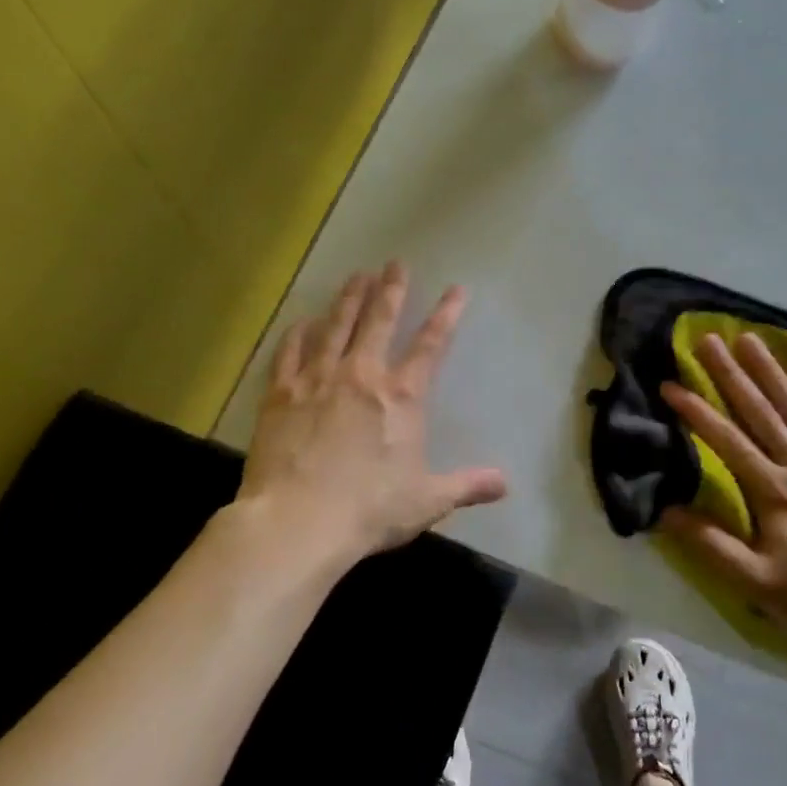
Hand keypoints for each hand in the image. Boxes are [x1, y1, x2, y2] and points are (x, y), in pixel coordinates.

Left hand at [238, 262, 507, 564]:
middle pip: (379, 320)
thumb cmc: (368, 510)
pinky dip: (298, 333)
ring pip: (336, 326)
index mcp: (400, 397)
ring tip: (356, 275)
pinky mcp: (281, 394)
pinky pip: (290, 352)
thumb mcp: (427, 500)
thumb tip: (505, 484)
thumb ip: (467, 486)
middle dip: (391, 289)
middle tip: (395, 263)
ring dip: (348, 298)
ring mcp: (317, 379)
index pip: (430, 345)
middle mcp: (361, 375)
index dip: (446, 315)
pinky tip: (303, 321)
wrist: (297, 522)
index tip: (456, 289)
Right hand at [660, 331, 786, 655]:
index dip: (697, 412)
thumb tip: (667, 511)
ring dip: (770, 372)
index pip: (728, 441)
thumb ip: (711, 545)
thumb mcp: (755, 582)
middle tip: (709, 339)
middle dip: (731, 374)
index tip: (670, 385)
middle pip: (760, 412)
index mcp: (774, 492)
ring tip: (750, 339)